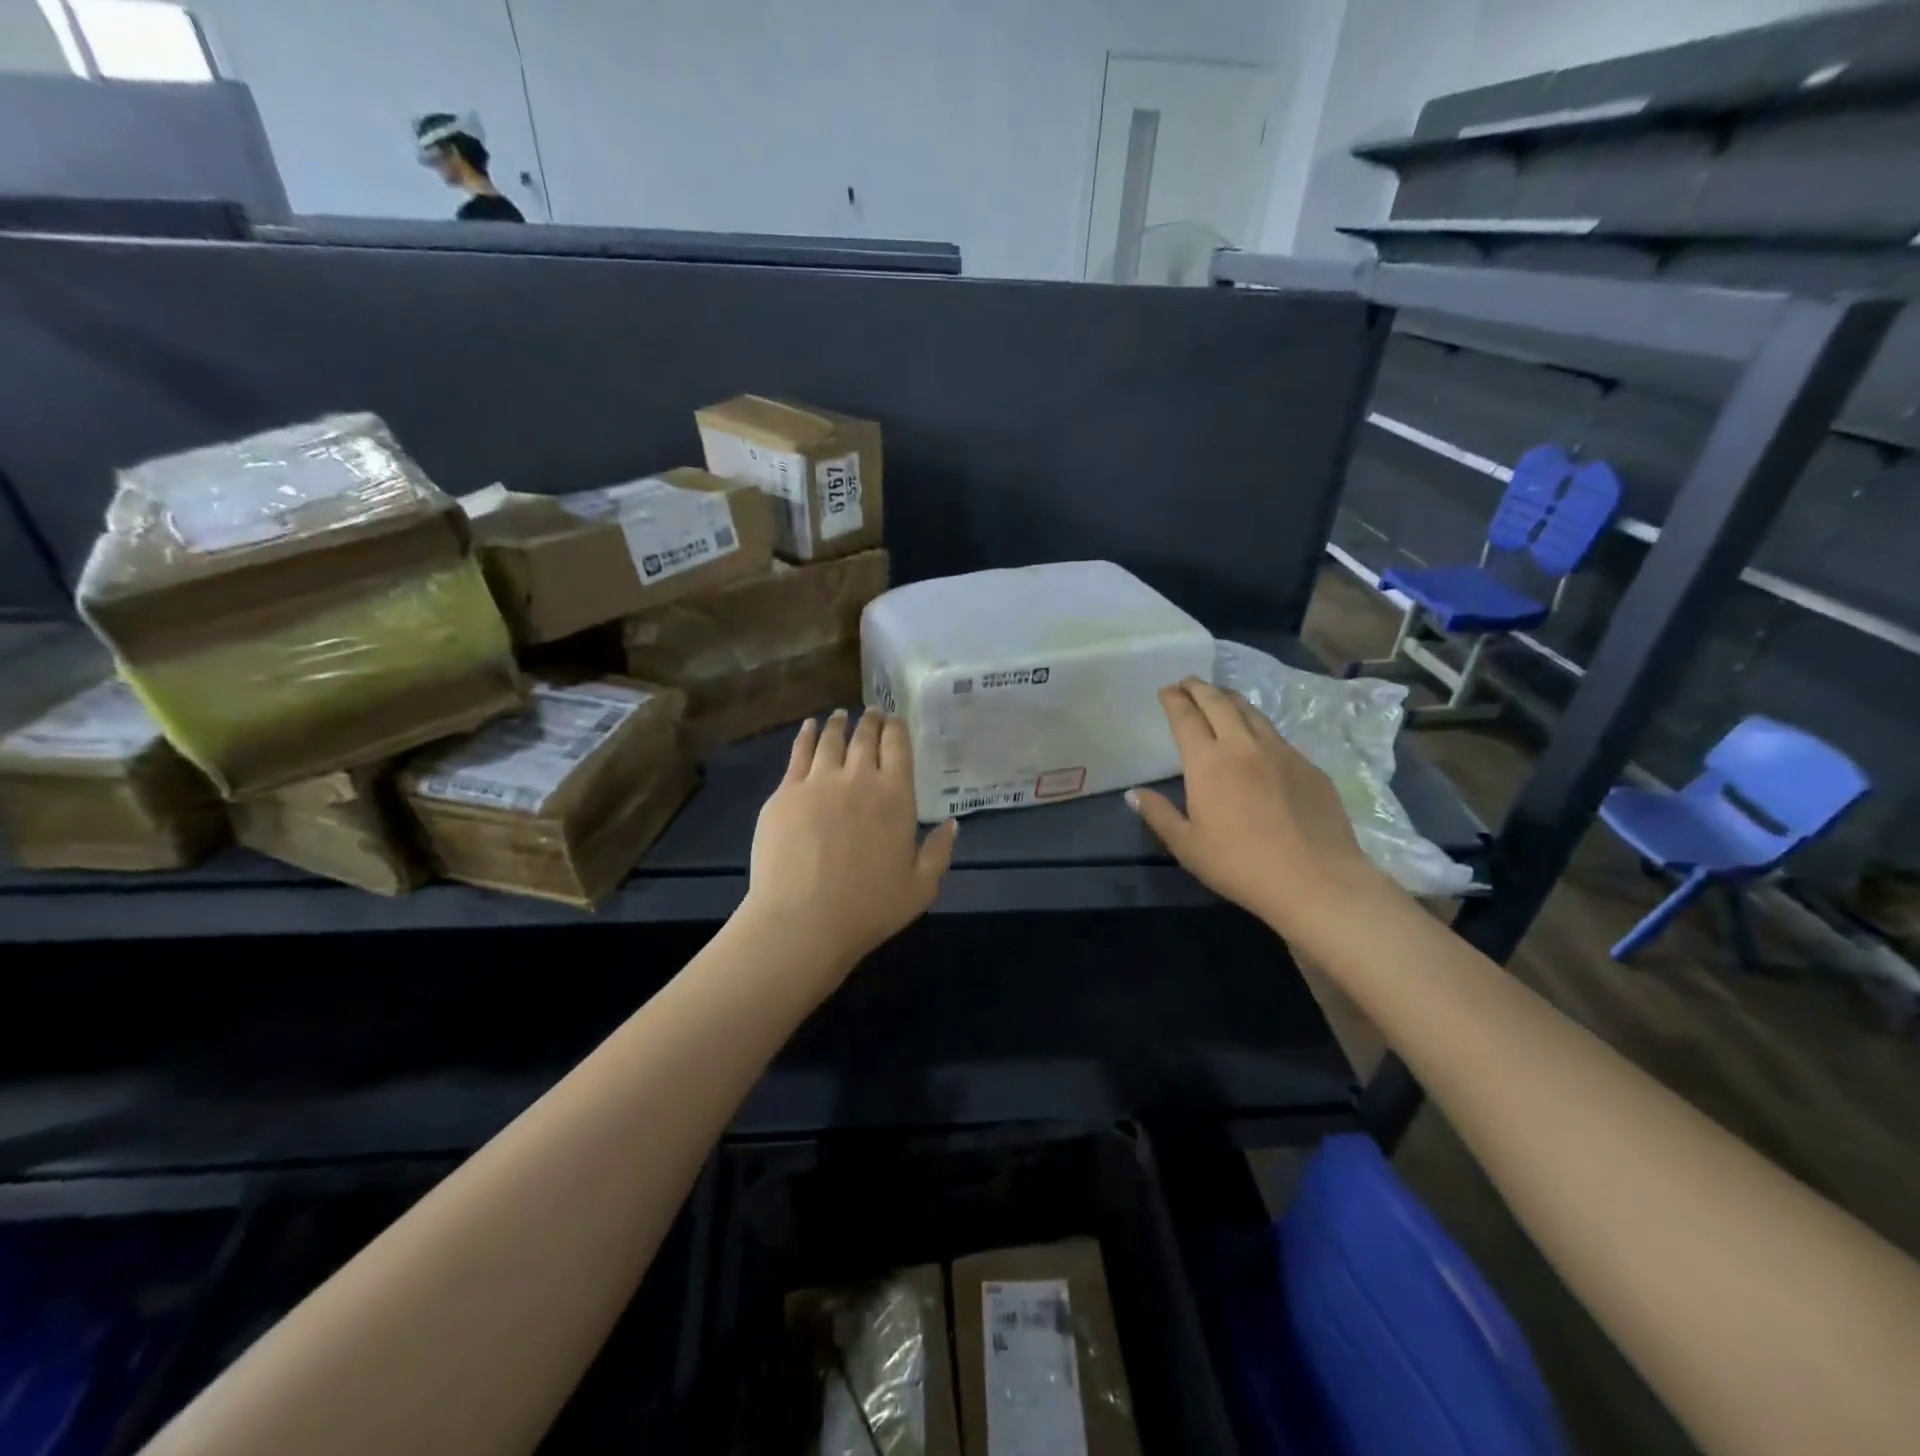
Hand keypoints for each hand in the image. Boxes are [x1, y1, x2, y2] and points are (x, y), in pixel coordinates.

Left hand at [743, 709, 957, 971]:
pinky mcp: (785, 793)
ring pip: (830, 740)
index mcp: (895, 796)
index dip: (896, 729)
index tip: (894, 720)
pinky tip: (808, 728)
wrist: (803, 921)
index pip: (898, 748)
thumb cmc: (869, 909)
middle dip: (870, 721)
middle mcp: (858, 778)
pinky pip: (798, 754)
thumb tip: (952, 823)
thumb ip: (939, 852)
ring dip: (839, 724)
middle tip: (871, 713)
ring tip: (841, 715)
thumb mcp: (921, 888)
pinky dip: (806, 736)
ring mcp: (817, 782)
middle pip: (865, 738)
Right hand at [1128, 678, 1383, 936]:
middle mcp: (1243, 745)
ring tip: (1220, 695)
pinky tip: (1257, 736)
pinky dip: (1258, 725)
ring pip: (1252, 712)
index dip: (1174, 700)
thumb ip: (1158, 814)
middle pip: (1219, 703)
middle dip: (1200, 688)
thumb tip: (1134, 793)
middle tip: (1188, 681)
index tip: (1166, 689)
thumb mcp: (1187, 846)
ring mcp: (1281, 752)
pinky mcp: (1309, 766)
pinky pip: (1276, 735)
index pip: (1186, 718)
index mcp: (1208, 762)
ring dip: (1230, 699)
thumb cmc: (1240, 865)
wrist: (1316, 880)